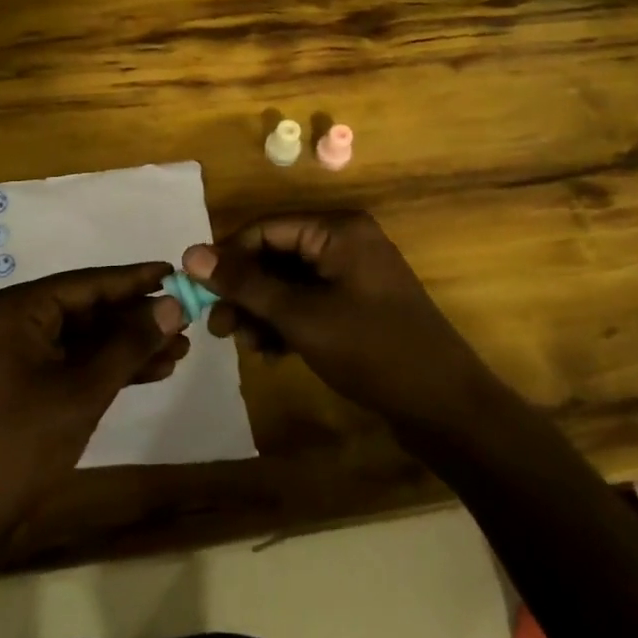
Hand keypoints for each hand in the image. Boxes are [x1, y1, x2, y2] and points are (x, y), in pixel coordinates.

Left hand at [0, 263, 189, 531]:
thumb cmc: (22, 443)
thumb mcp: (84, 391)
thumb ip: (130, 344)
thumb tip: (173, 305)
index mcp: (17, 309)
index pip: (87, 283)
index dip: (135, 279)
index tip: (176, 270)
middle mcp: (16, 320)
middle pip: (89, 309)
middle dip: (137, 319)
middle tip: (187, 317)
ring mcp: (20, 352)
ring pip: (87, 338)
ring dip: (130, 345)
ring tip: (181, 348)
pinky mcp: (28, 382)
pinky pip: (76, 361)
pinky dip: (111, 367)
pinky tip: (154, 371)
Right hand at [183, 212, 487, 429]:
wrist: (447, 409)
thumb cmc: (372, 351)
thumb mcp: (301, 316)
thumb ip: (245, 284)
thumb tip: (191, 255)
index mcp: (337, 230)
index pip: (266, 229)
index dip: (228, 257)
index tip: (196, 289)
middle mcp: (344, 242)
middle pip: (276, 255)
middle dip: (244, 291)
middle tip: (217, 326)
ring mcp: (352, 275)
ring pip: (289, 282)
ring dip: (261, 310)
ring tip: (242, 344)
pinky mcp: (356, 305)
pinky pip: (308, 302)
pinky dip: (285, 323)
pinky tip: (268, 352)